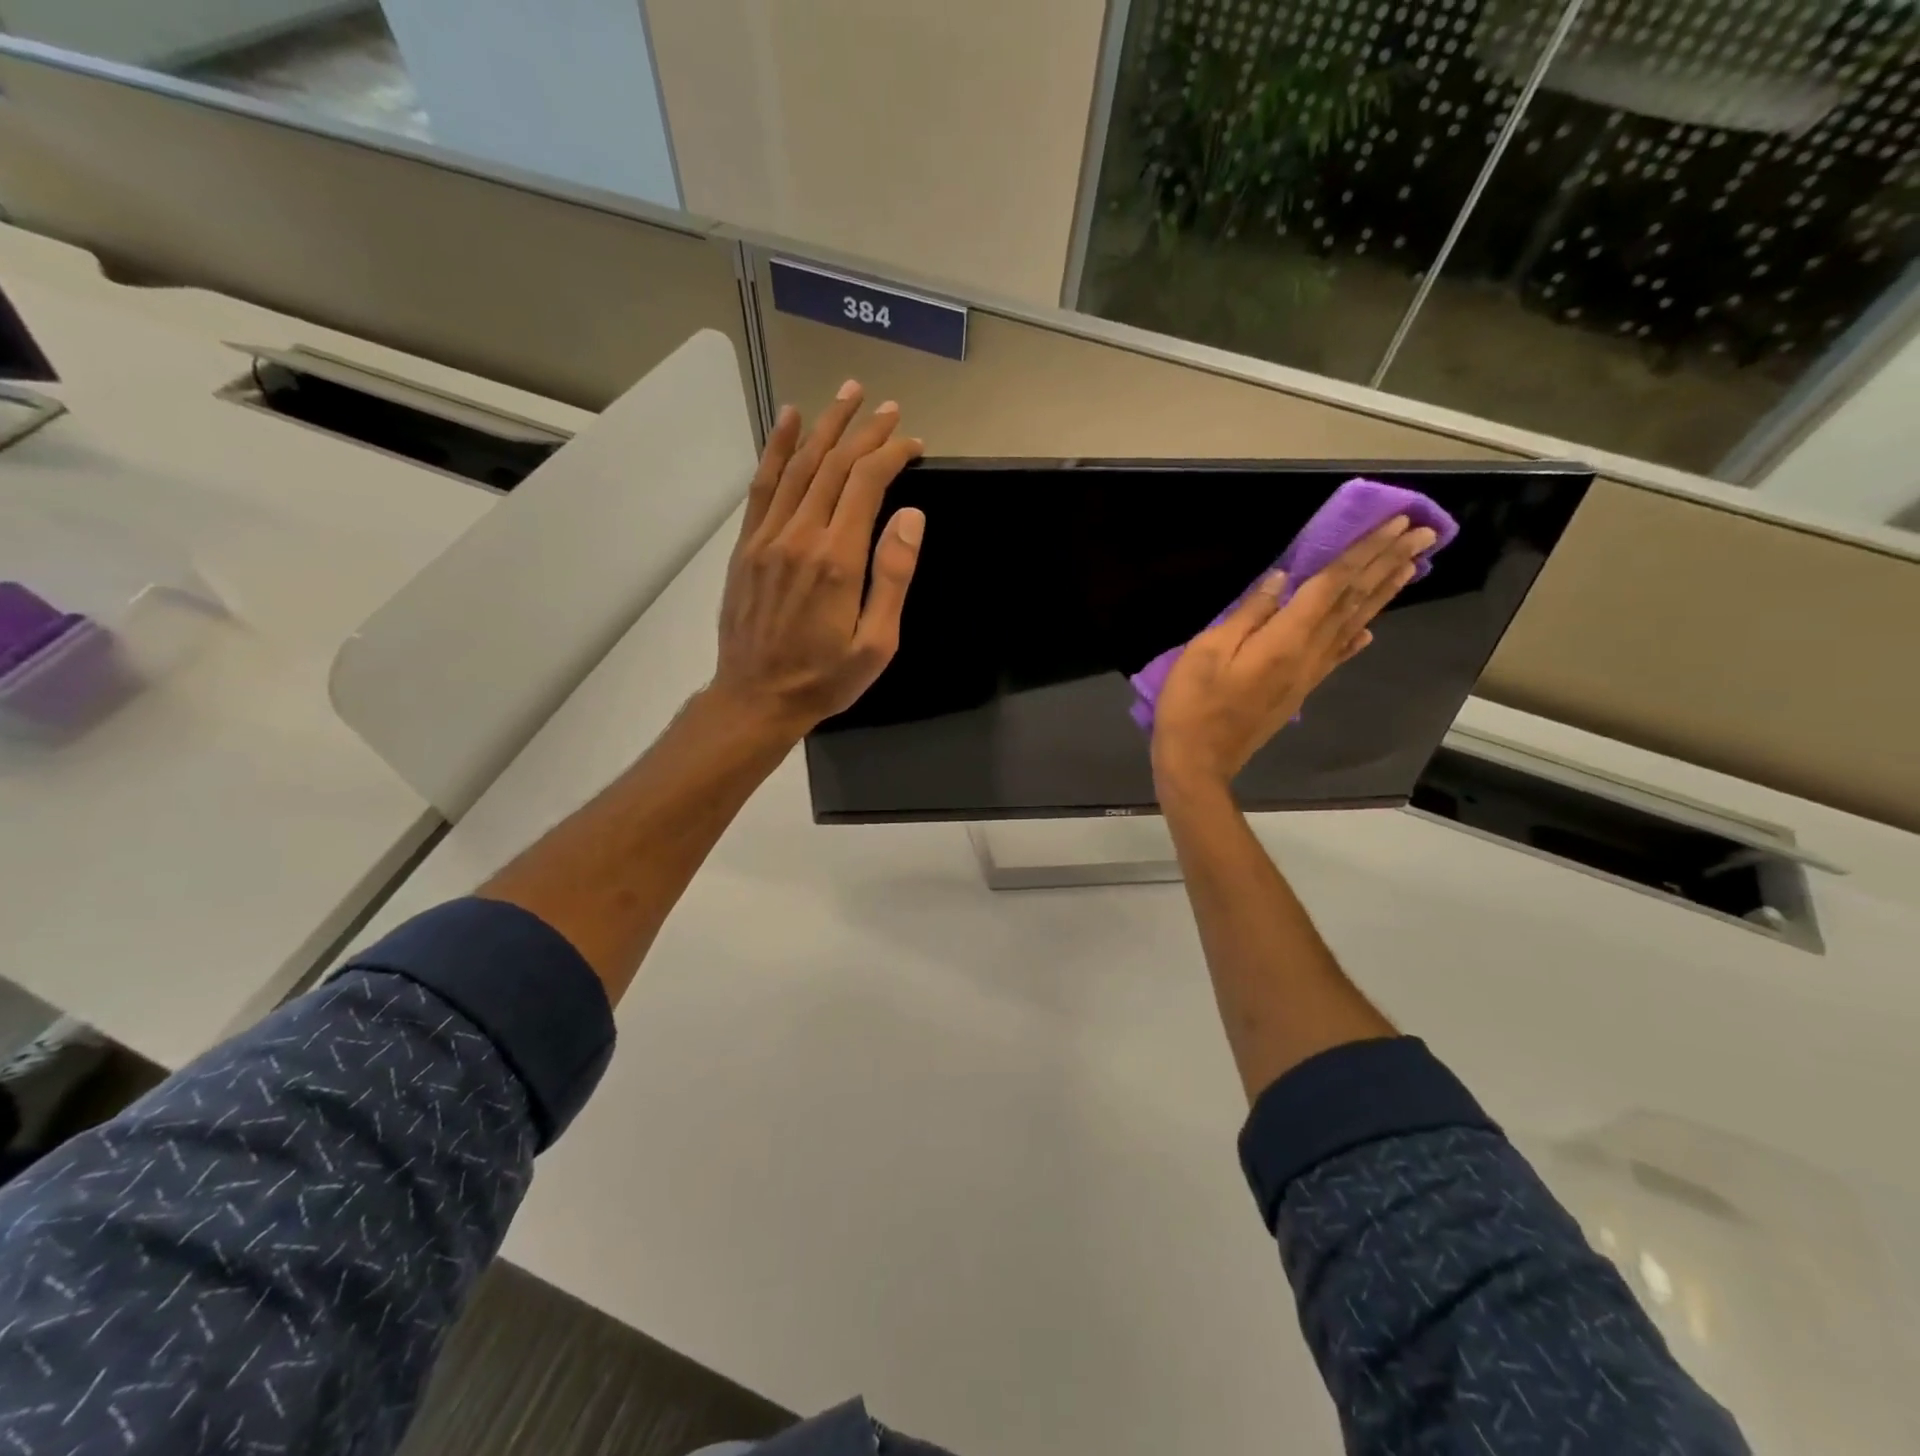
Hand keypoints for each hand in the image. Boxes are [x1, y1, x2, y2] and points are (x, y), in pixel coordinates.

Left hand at [709, 382, 926, 740]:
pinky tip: (790, 421)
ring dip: (825, 426)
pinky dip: (777, 449)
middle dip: (864, 431)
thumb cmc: (825, 678)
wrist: (756, 698)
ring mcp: (768, 537)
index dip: (892, 455)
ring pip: (799, 466)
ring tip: (847, 394)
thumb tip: (910, 515)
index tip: (914, 443)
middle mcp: (800, 535)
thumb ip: (892, 577)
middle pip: (834, 465)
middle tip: (888, 407)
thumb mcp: (876, 643)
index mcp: (837, 559)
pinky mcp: (747, 545)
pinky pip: (763, 485)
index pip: (867, 484)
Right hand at [1151, 516, 1437, 797]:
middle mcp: (1308, 653)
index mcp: (1285, 639)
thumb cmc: (1193, 703)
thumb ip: (1248, 614)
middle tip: (1422, 534)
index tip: (1395, 523)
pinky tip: (1369, 630)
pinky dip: (1356, 638)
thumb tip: (1282, 579)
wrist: (1198, 760)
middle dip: (1387, 564)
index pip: (1332, 585)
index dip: (1363, 551)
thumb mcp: (1207, 651)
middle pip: (1353, 601)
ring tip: (1411, 566)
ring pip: (1353, 625)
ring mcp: (1307, 674)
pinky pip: (1336, 656)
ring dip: (1382, 594)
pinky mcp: (1299, 690)